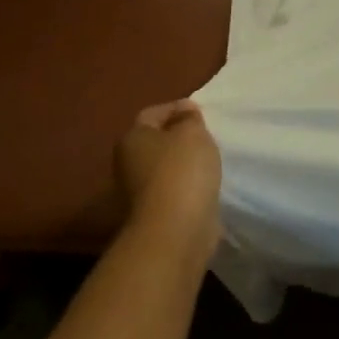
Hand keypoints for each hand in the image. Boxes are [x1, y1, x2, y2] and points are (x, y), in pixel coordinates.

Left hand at [116, 100, 221, 257]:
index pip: (152, 113)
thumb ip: (189, 118)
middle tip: (207, 136)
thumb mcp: (192, 132)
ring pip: (165, 167)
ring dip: (185, 163)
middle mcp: (128, 163)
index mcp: (132, 138)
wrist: (175, 229)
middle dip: (180, 137)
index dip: (177, 108)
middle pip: (156, 141)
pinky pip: (174, 189)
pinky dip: (188, 185)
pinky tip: (206, 184)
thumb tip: (184, 111)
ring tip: (211, 160)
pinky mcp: (154, 213)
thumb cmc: (182, 170)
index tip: (202, 113)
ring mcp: (138, 191)